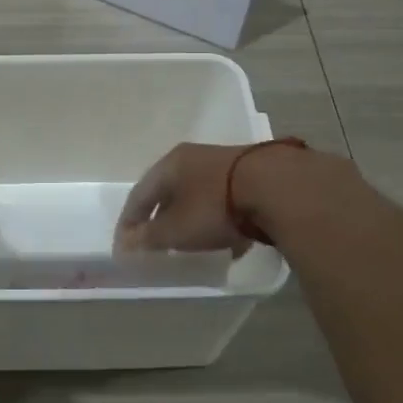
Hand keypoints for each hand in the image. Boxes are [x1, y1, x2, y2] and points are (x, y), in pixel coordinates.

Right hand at [114, 143, 258, 255]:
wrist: (277, 187)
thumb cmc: (214, 206)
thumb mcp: (176, 229)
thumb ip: (150, 237)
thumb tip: (126, 243)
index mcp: (170, 164)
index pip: (139, 194)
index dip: (129, 221)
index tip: (124, 245)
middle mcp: (194, 157)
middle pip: (169, 191)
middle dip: (160, 217)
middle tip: (155, 241)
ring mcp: (225, 163)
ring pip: (198, 194)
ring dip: (190, 218)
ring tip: (190, 242)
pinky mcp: (253, 175)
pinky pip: (224, 200)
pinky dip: (217, 219)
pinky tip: (227, 239)